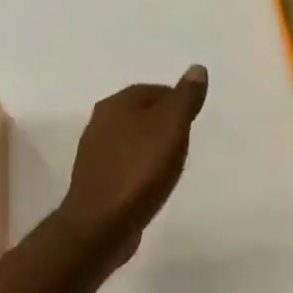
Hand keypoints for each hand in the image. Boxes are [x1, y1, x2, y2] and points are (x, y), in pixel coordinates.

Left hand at [57, 66, 209, 266]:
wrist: (101, 224)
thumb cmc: (139, 171)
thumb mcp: (171, 128)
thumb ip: (185, 98)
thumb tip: (197, 68)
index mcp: (117, 104)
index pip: (154, 90)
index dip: (177, 100)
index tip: (195, 118)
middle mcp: (100, 123)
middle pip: (140, 113)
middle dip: (164, 123)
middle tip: (188, 139)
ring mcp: (95, 154)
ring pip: (132, 139)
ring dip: (152, 146)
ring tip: (173, 162)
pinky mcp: (97, 181)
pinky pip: (125, 164)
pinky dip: (141, 168)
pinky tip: (153, 182)